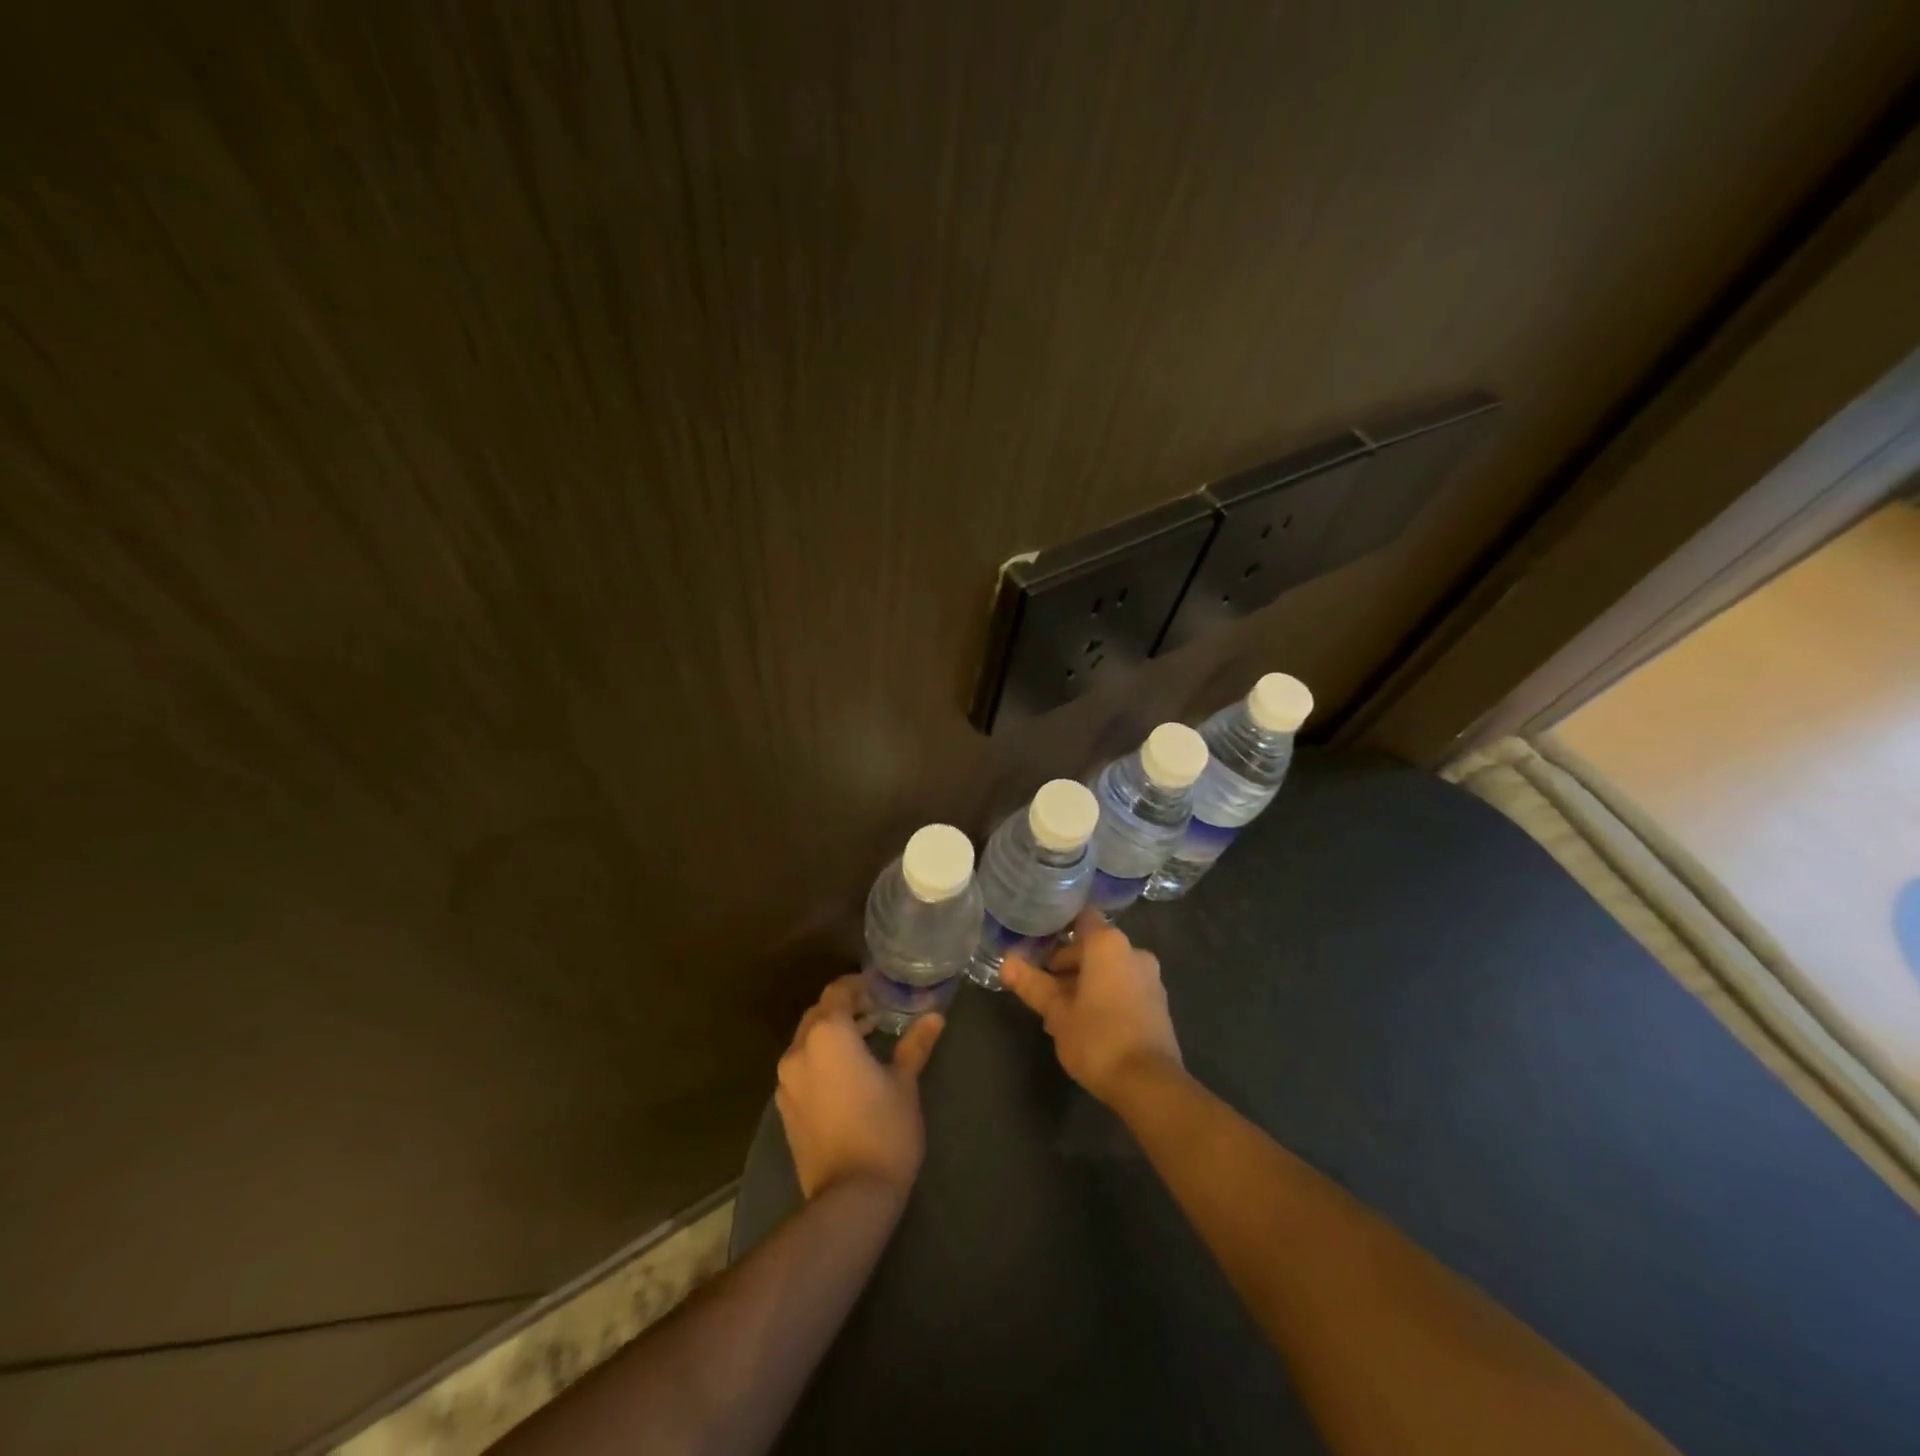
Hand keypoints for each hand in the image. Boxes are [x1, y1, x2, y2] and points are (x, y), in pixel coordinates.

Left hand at [775, 976, 944, 1201]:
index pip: (838, 992)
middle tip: (876, 1012)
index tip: (880, 990)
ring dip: (831, 1033)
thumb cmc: (885, 1130)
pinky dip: (820, 1058)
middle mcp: (799, 1050)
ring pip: (807, 1040)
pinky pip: (801, 1066)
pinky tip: (845, 1074)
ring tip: (865, 1040)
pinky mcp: (784, 1107)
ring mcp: (786, 1080)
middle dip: (845, 1008)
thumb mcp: (905, 1083)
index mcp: (828, 1034)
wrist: (850, 1197)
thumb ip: (915, 1044)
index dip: (858, 986)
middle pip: (819, 1013)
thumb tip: (935, 1016)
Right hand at [1002, 909, 1182, 1104]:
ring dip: (1086, 984)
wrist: (1149, 1084)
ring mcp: (1151, 978)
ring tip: (1062, 1013)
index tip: (1039, 946)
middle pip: (1093, 947)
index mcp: (1108, 944)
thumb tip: (1005, 963)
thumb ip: (1032, 984)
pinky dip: (1106, 997)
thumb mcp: (1056, 1012)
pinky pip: (1125, 988)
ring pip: (1110, 970)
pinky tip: (1088, 1025)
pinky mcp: (1159, 1004)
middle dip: (1068, 966)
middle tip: (1044, 991)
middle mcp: (1134, 951)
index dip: (1059, 929)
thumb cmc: (1097, 1038)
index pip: (1081, 918)